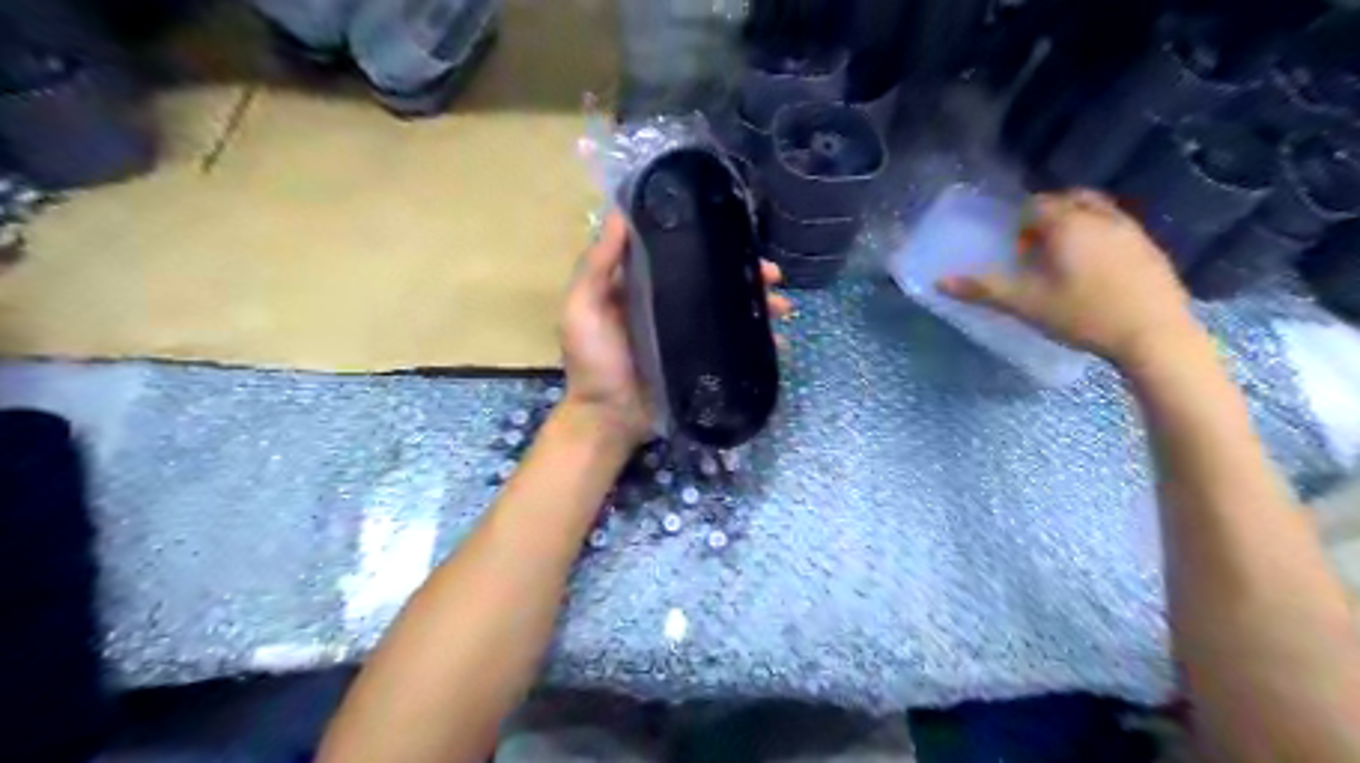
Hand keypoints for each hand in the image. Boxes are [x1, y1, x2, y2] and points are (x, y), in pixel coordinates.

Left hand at [558, 211, 793, 449]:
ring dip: (759, 304)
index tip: (736, 234)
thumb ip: (597, 264)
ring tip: (782, 306)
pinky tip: (779, 342)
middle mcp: (668, 303)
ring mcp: (688, 334)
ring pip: (729, 310)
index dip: (708, 241)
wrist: (609, 419)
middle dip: (746, 273)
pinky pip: (734, 345)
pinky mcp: (702, 360)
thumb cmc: (593, 361)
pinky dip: (758, 342)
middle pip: (713, 280)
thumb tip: (620, 212)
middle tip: (773, 274)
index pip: (679, 253)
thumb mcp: (583, 308)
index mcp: (640, 286)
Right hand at [949, 190, 1197, 365]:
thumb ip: (983, 289)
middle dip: (1048, 216)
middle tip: (1037, 250)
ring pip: (1097, 210)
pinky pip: (1118, 228)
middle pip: (1070, 199)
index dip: (1021, 224)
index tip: (1017, 251)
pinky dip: (1099, 237)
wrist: (1154, 335)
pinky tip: (1095, 272)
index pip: (1036, 205)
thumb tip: (940, 281)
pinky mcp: (1150, 248)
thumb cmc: (1082, 315)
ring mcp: (1131, 230)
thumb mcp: (1025, 304)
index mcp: (1068, 224)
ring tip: (1065, 259)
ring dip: (1076, 224)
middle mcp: (1101, 216)